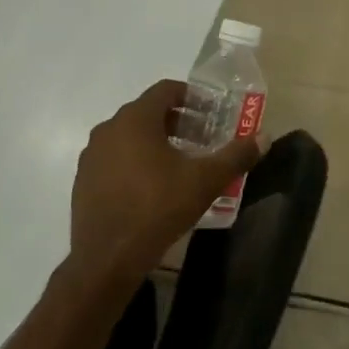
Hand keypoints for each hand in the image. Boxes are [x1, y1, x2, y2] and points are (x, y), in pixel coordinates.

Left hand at [71, 80, 262, 271]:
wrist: (107, 258)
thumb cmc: (158, 208)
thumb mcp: (205, 181)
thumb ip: (236, 155)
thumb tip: (264, 136)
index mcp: (135, 120)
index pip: (165, 90)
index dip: (192, 96)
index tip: (212, 112)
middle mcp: (108, 130)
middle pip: (147, 112)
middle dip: (178, 121)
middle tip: (204, 139)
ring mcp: (92, 156)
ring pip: (130, 136)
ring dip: (157, 142)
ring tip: (182, 163)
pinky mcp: (84, 181)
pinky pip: (115, 159)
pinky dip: (136, 161)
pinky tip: (155, 186)